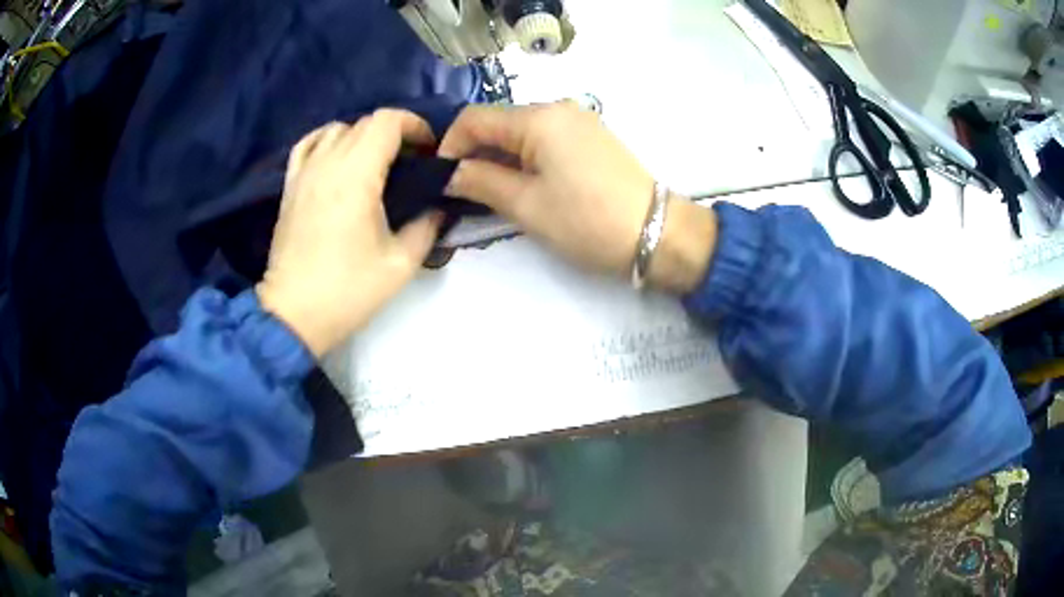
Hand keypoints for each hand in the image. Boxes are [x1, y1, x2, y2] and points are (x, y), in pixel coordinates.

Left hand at [257, 110, 442, 356]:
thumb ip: (427, 226)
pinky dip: (327, 140)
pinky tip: (337, 158)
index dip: (415, 126)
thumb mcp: (401, 264)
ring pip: (337, 130)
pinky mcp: (289, 186)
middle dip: (394, 133)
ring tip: (375, 163)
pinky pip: (308, 145)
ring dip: (362, 137)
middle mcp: (327, 164)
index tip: (428, 151)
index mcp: (356, 176)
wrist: (294, 314)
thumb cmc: (348, 290)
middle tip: (410, 163)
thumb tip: (438, 205)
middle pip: (365, 123)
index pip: (387, 121)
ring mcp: (303, 173)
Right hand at [439, 102, 716, 292]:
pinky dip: (524, 158)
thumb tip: (448, 173)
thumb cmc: (587, 221)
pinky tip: (523, 184)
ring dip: (498, 158)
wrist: (657, 233)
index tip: (440, 179)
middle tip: (462, 192)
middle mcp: (557, 108)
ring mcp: (578, 120)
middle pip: (498, 122)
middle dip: (474, 153)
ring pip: (520, 132)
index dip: (449, 145)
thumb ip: (480, 182)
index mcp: (538, 118)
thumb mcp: (526, 205)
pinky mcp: (591, 137)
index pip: (473, 118)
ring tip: (490, 193)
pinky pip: (544, 139)